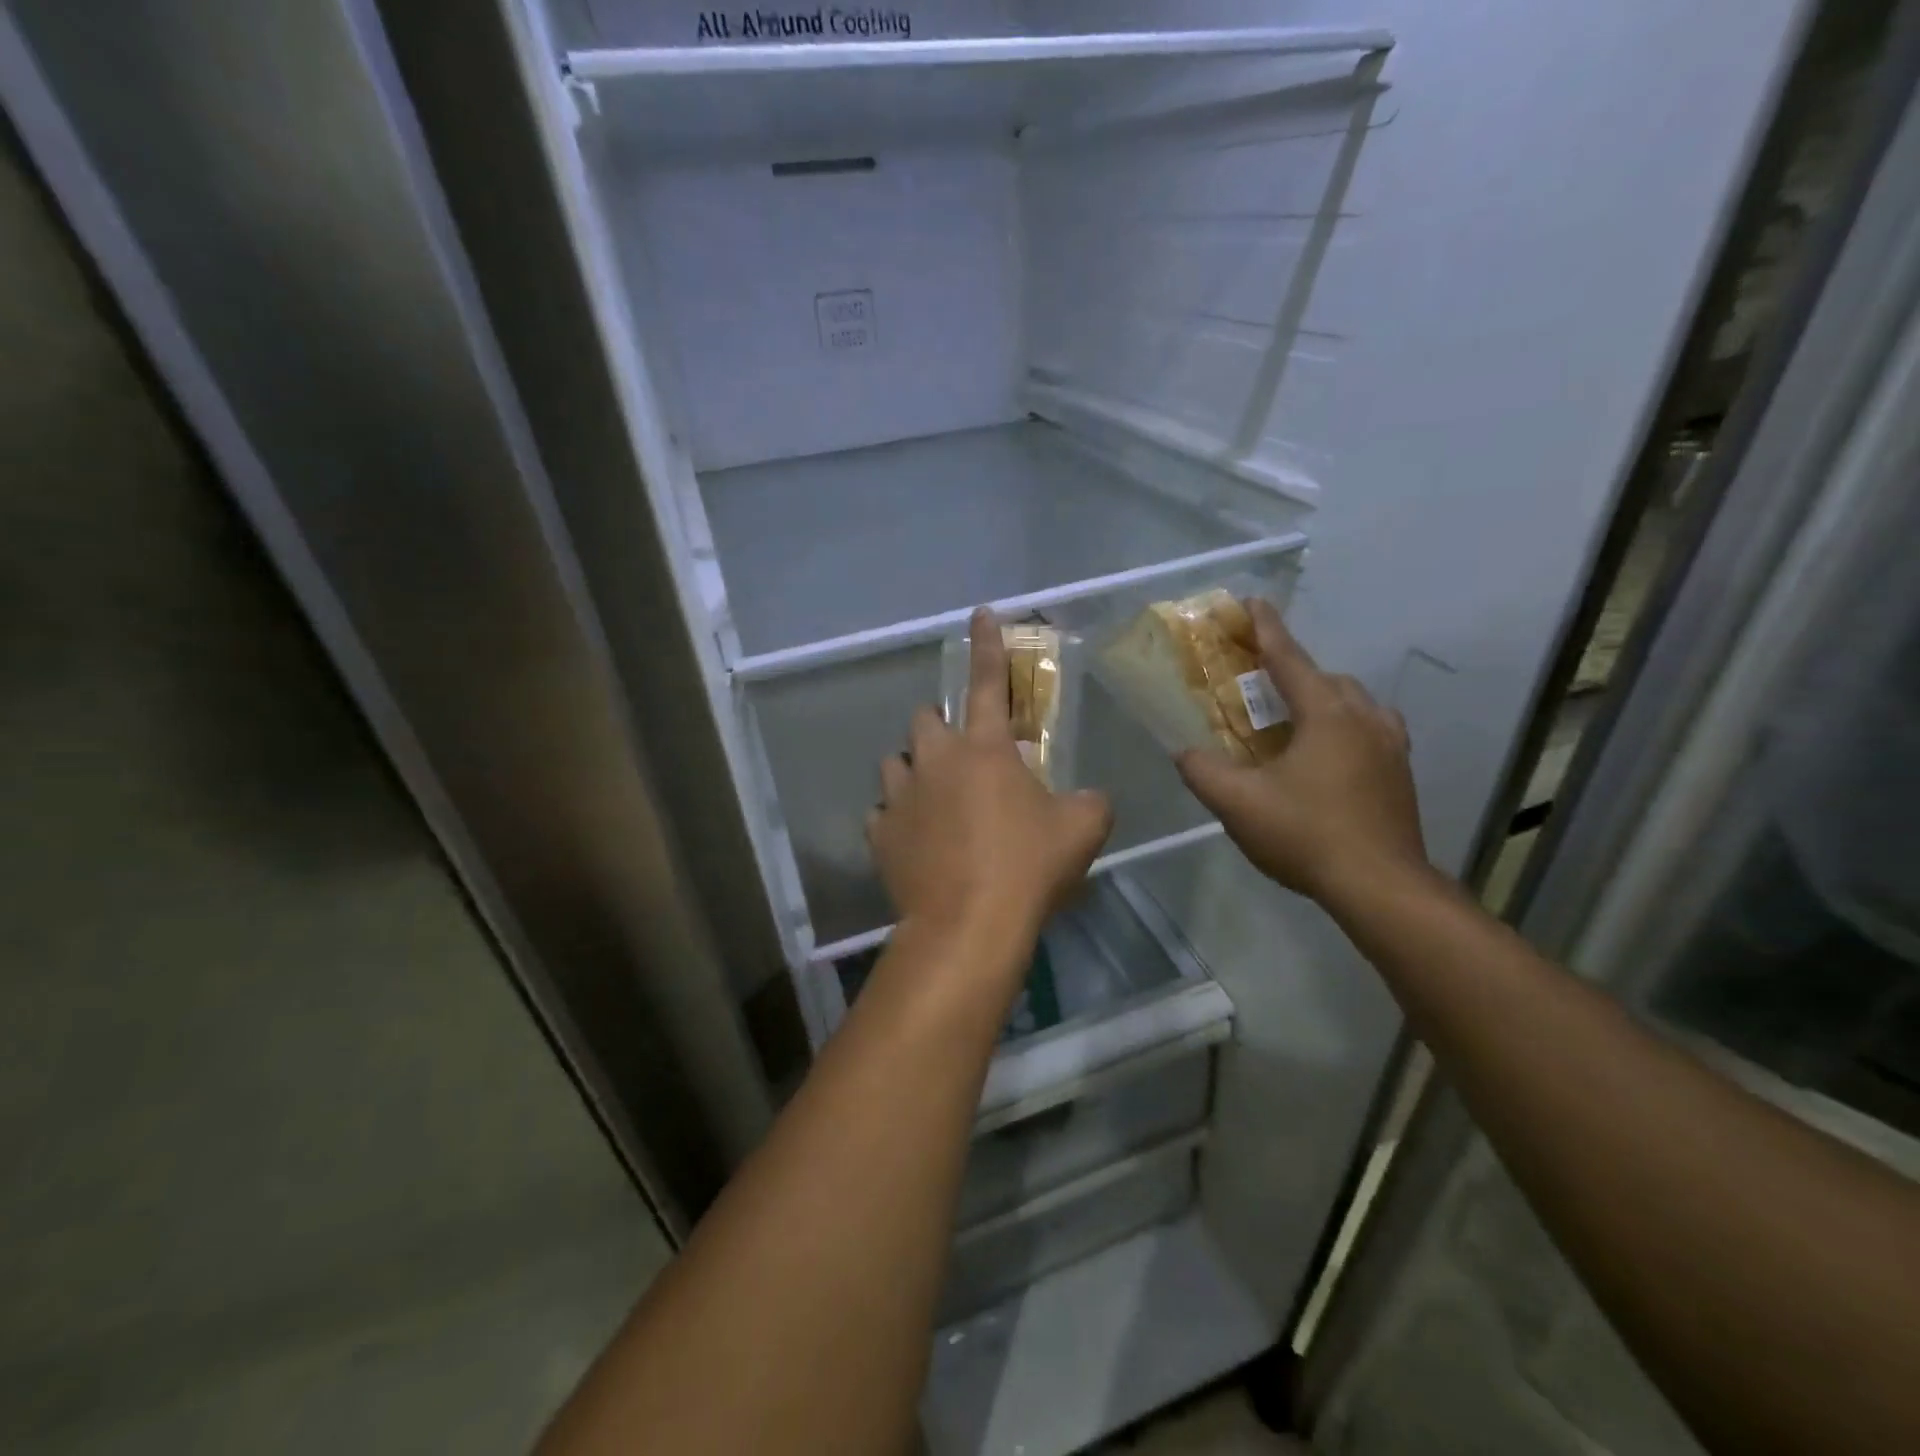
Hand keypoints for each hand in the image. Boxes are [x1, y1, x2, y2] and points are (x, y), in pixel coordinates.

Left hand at [868, 609, 1112, 945]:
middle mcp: (935, 761)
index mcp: (984, 749)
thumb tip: (1089, 799)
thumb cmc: (1028, 867)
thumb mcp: (1083, 829)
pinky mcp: (880, 834)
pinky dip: (897, 820)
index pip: (987, 681)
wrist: (969, 924)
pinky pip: (882, 814)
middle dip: (940, 729)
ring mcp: (900, 797)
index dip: (987, 645)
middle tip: (962, 758)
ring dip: (914, 772)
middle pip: (924, 719)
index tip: (979, 613)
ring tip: (934, 800)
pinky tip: (915, 841)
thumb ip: (1090, 802)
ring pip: (895, 764)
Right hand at [1177, 601, 1428, 904]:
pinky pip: (1370, 728)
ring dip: (1321, 698)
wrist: (1381, 886)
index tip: (1251, 602)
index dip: (1266, 629)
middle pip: (1324, 677)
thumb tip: (1184, 752)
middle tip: (1259, 682)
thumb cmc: (1307, 835)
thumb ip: (1203, 771)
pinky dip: (1344, 725)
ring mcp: (1390, 745)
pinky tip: (1329, 753)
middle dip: (1291, 670)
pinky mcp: (1401, 772)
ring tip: (1293, 718)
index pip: (1289, 659)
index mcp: (1326, 714)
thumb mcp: (1239, 804)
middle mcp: (1364, 717)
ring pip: (1353, 702)